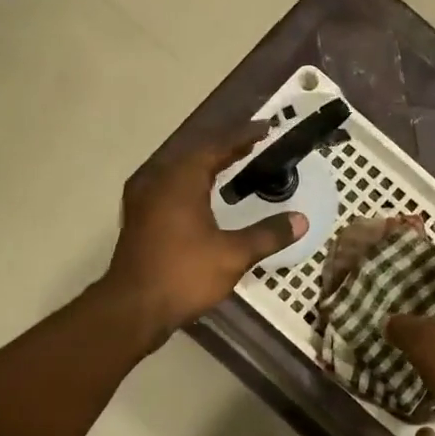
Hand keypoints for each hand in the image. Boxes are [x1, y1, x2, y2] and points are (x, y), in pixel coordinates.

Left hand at [100, 125, 306, 345]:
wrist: (133, 308)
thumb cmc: (184, 274)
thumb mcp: (233, 255)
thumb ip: (268, 234)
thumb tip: (301, 221)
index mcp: (181, 180)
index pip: (216, 146)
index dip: (243, 136)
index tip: (266, 128)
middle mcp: (158, 180)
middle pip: (195, 153)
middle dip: (225, 147)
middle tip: (253, 144)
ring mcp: (143, 199)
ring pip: (178, 169)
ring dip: (206, 164)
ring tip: (231, 163)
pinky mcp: (138, 218)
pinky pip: (169, 186)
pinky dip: (191, 182)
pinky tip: (201, 195)